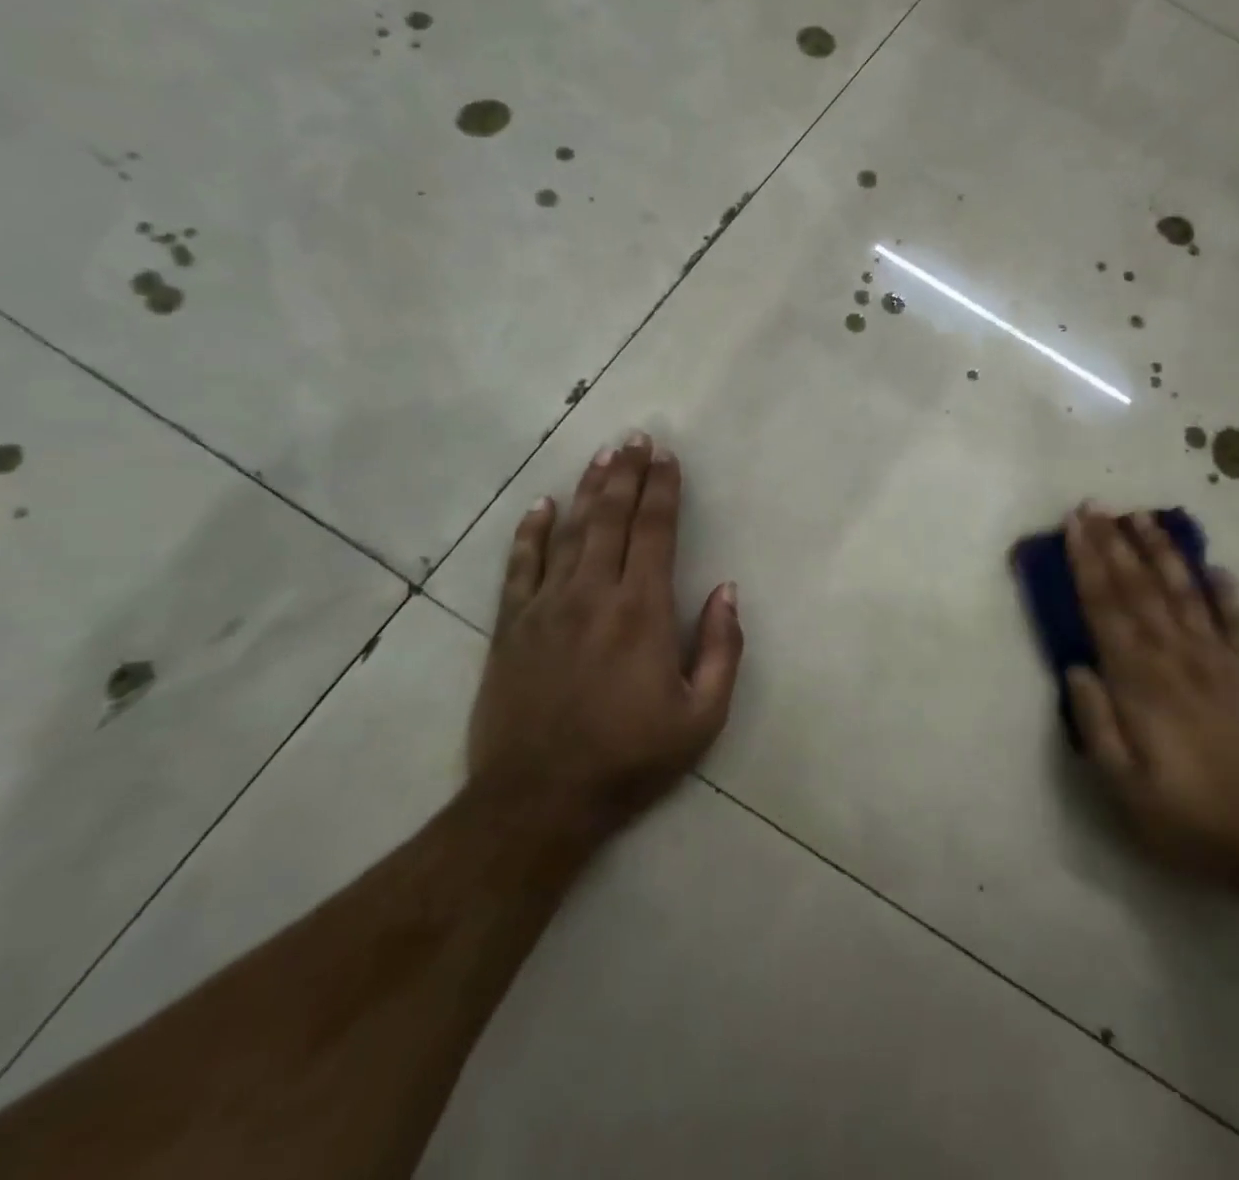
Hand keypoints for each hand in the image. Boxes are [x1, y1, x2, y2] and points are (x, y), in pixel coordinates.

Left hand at [468, 433, 743, 840]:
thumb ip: (721, 648)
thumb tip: (727, 590)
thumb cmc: (630, 758)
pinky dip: (530, 533)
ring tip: (601, 457)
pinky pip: (520, 566)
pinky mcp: (511, 627)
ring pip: (569, 532)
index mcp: (642, 611)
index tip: (667, 457)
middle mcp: (593, 595)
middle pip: (610, 518)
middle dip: (626, 474)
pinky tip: (540, 506)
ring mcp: (545, 607)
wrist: (538, 801)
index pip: (654, 532)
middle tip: (635, 437)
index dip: (663, 490)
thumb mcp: (702, 717)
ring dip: (587, 490)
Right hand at [1063, 507, 1238, 888]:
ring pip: (1183, 593)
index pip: (1106, 609)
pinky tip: (1216, 567)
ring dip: (1161, 552)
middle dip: (1113, 543)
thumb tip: (1076, 667)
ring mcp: (1218, 661)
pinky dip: (1226, 592)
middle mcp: (1177, 657)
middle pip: (1139, 589)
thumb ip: (1096, 724)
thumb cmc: (1188, 818)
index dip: (1086, 564)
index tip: (1072, 526)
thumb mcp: (1123, 787)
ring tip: (1143, 517)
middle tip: (1094, 505)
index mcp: (1141, 682)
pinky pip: (1236, 623)